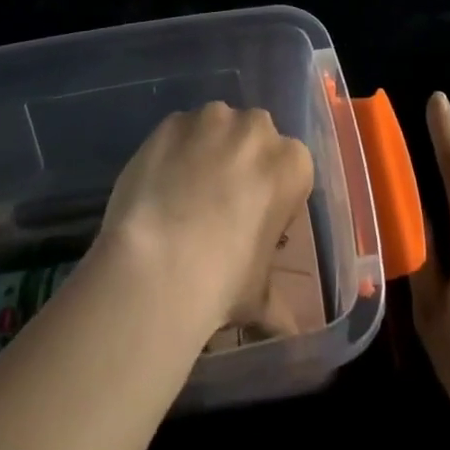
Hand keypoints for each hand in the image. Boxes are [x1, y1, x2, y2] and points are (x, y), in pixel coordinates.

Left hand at [95, 103, 314, 339]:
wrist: (157, 263)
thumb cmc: (222, 280)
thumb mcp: (258, 297)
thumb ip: (276, 303)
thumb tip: (287, 330)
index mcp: (291, 163)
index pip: (290, 170)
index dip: (272, 194)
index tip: (254, 221)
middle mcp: (256, 128)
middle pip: (254, 138)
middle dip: (241, 162)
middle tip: (219, 204)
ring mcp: (211, 118)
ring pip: (215, 128)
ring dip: (207, 150)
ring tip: (183, 194)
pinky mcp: (172, 121)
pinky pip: (179, 132)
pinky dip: (173, 151)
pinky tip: (159, 186)